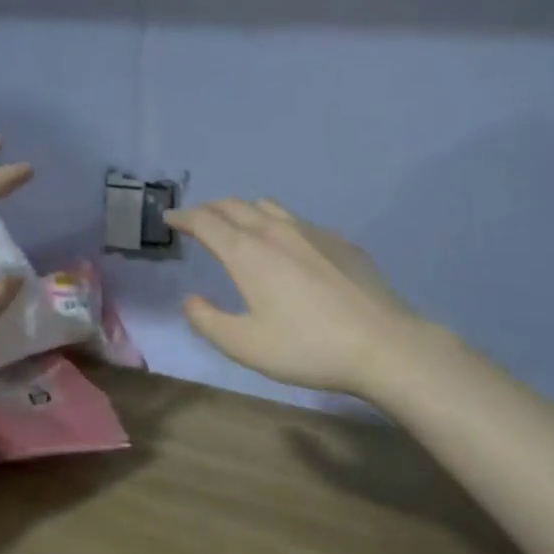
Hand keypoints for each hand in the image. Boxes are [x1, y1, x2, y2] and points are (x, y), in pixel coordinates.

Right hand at [164, 198, 432, 399]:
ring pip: (268, 207)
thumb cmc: (307, 347)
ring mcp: (312, 232)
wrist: (383, 344)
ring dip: (244, 211)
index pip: (206, 222)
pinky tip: (287, 246)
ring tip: (237, 225)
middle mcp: (276, 231)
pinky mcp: (339, 242)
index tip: (170, 218)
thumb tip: (191, 300)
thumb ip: (208, 321)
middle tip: (198, 220)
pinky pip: (297, 221)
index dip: (184, 217)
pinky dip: (277, 224)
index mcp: (247, 252)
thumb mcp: (245, 346)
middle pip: (235, 206)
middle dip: (210, 209)